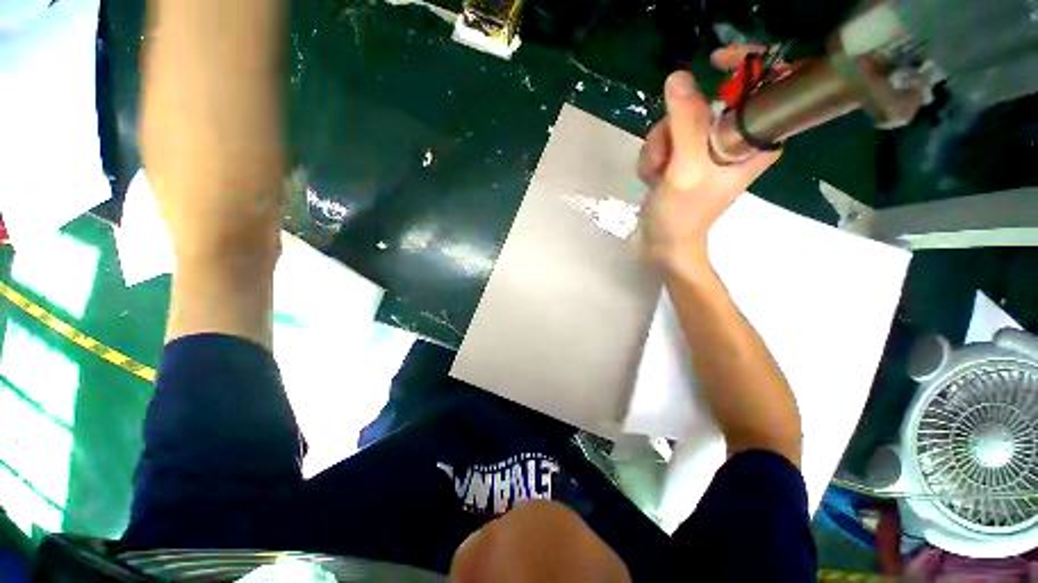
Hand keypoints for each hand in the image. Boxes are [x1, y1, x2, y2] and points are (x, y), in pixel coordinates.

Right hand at [637, 68, 778, 272]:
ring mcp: (711, 143)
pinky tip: (657, 174)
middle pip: (710, 99)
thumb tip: (680, 76)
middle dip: (678, 121)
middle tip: (671, 150)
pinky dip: (656, 149)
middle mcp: (736, 140)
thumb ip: (686, 122)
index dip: (746, 68)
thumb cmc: (685, 215)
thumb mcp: (686, 169)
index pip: (764, 94)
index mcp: (753, 144)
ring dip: (661, 140)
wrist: (666, 247)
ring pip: (681, 113)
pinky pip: (668, 128)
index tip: (718, 61)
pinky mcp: (690, 148)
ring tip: (663, 173)